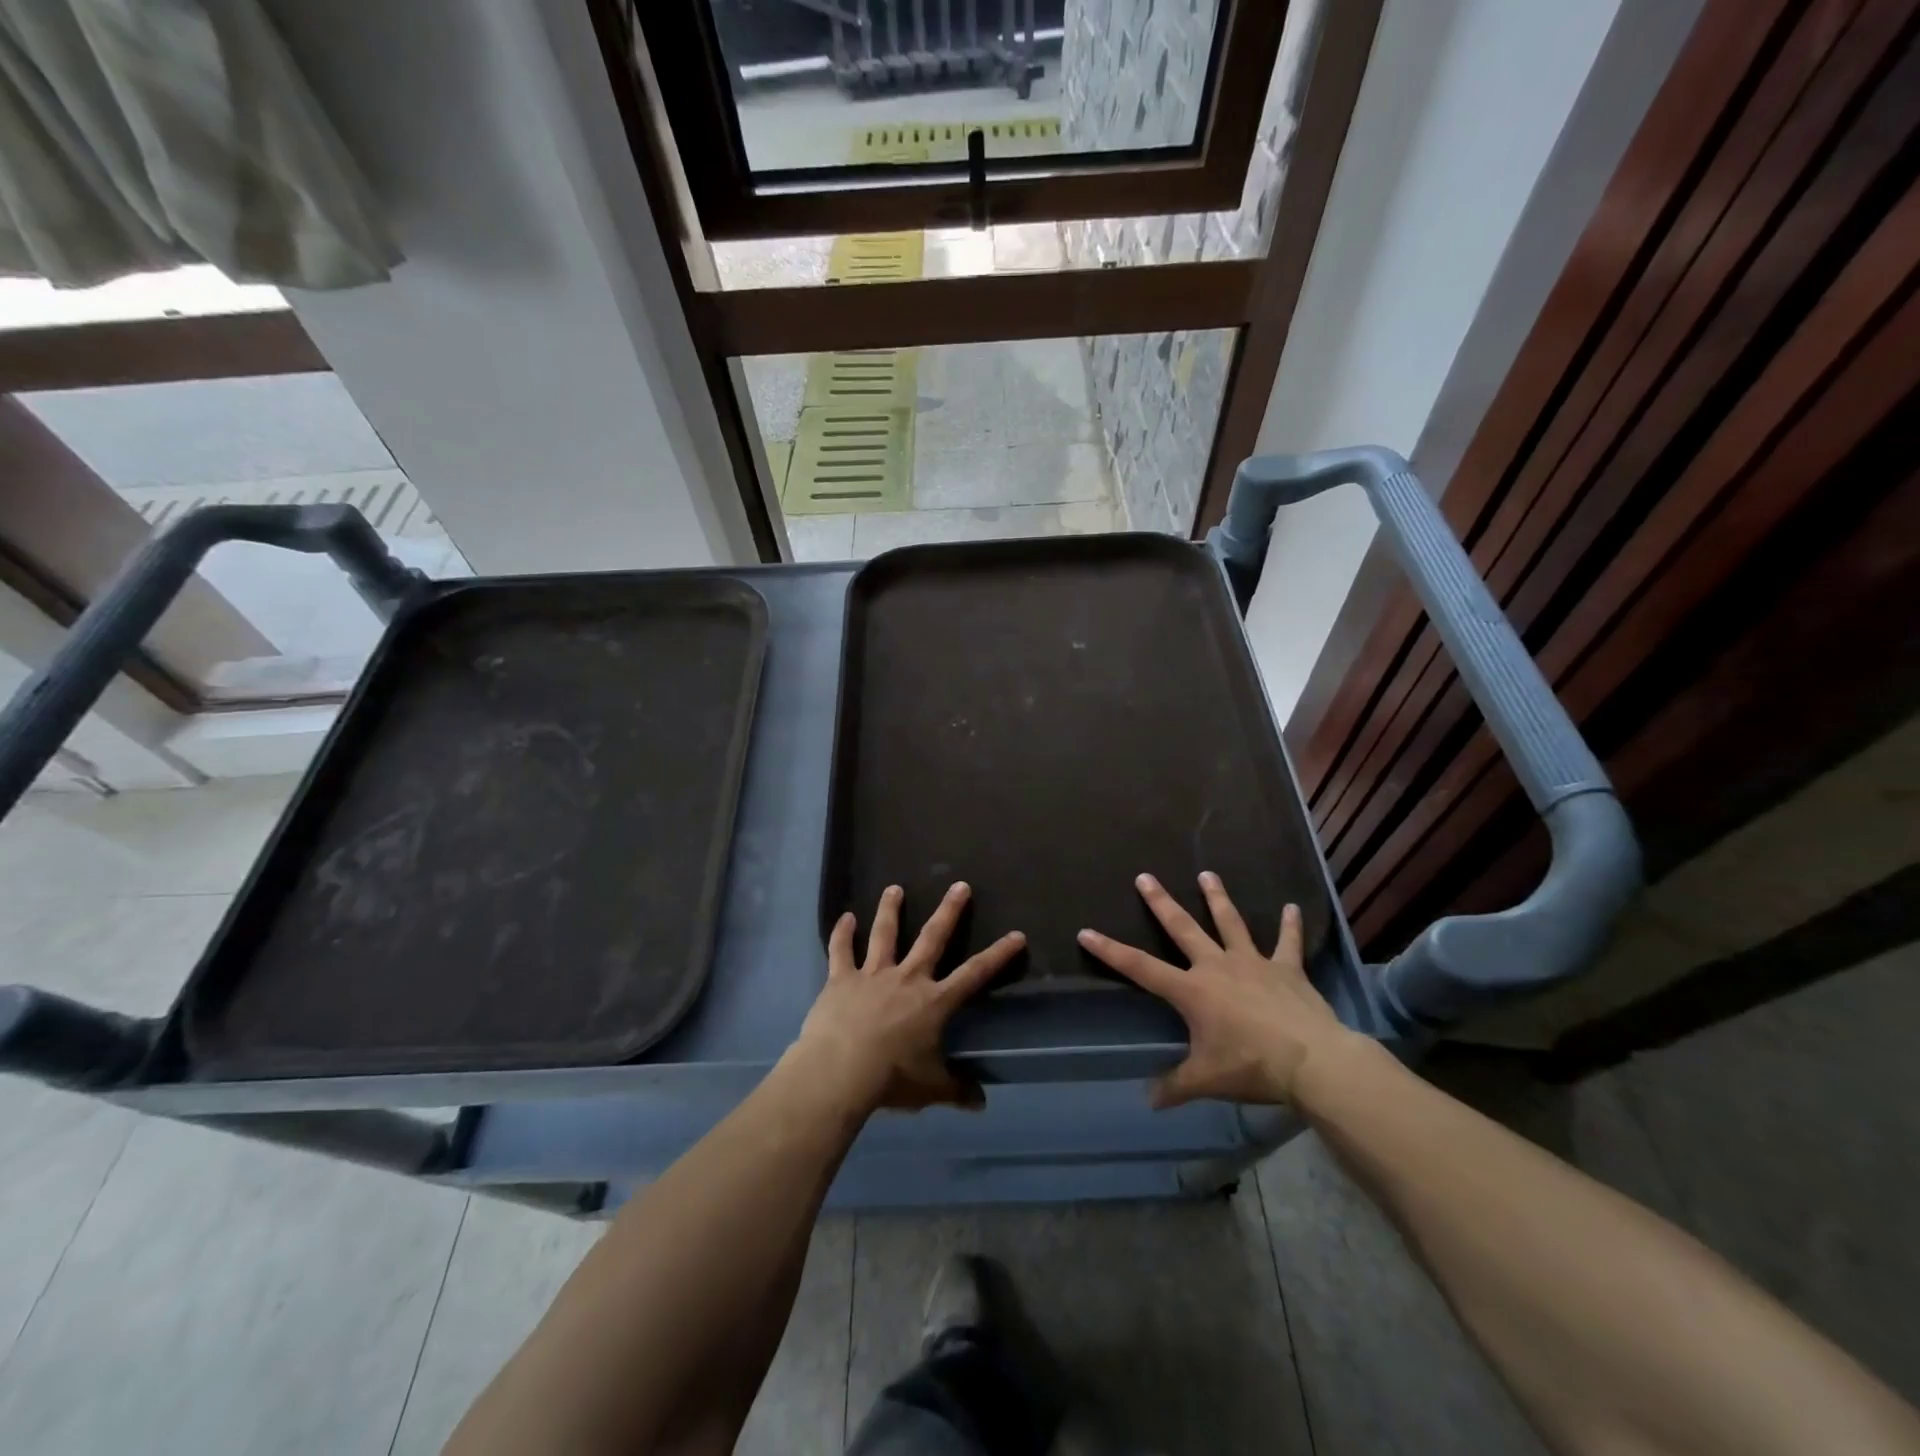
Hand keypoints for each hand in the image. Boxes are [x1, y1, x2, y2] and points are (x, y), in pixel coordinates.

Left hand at [795, 882, 1024, 1112]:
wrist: (839, 1072)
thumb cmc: (891, 1079)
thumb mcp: (930, 1088)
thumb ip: (956, 1090)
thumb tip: (981, 1104)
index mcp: (934, 1002)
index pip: (975, 974)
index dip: (998, 955)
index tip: (1016, 935)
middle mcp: (908, 978)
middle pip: (932, 937)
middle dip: (949, 911)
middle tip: (960, 885)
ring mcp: (873, 974)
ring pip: (884, 934)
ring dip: (890, 910)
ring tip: (894, 888)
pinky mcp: (841, 979)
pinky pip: (841, 951)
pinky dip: (842, 934)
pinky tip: (845, 917)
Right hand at [1078, 872, 1357, 1108]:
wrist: (1312, 1061)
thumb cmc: (1252, 1066)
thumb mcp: (1207, 1080)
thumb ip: (1175, 1086)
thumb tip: (1150, 1102)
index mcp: (1192, 990)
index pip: (1140, 967)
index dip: (1110, 950)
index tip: (1086, 932)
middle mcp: (1217, 966)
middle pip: (1182, 928)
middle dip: (1161, 902)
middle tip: (1144, 876)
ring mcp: (1253, 962)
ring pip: (1230, 922)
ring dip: (1217, 897)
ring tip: (1207, 874)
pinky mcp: (1286, 969)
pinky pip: (1287, 942)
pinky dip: (1290, 925)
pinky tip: (1293, 907)